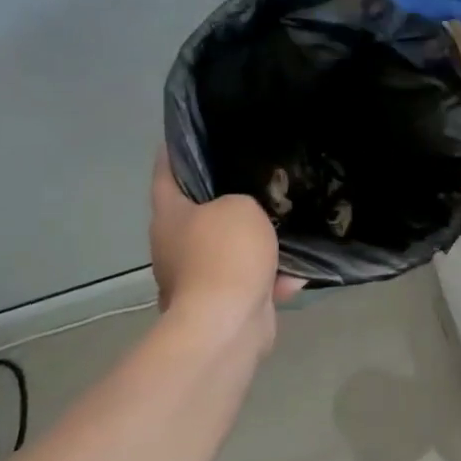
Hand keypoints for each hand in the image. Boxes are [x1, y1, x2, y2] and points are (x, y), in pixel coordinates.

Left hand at [150, 149, 303, 339]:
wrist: (226, 323)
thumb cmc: (226, 253)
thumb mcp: (240, 207)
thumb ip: (242, 200)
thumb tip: (244, 216)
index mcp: (170, 216)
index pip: (166, 174)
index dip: (174, 153)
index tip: (185, 137)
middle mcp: (175, 246)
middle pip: (199, 215)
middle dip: (225, 201)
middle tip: (255, 181)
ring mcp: (196, 279)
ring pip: (228, 250)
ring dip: (254, 244)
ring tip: (285, 227)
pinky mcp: (220, 305)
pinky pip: (249, 282)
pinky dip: (269, 279)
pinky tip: (295, 274)